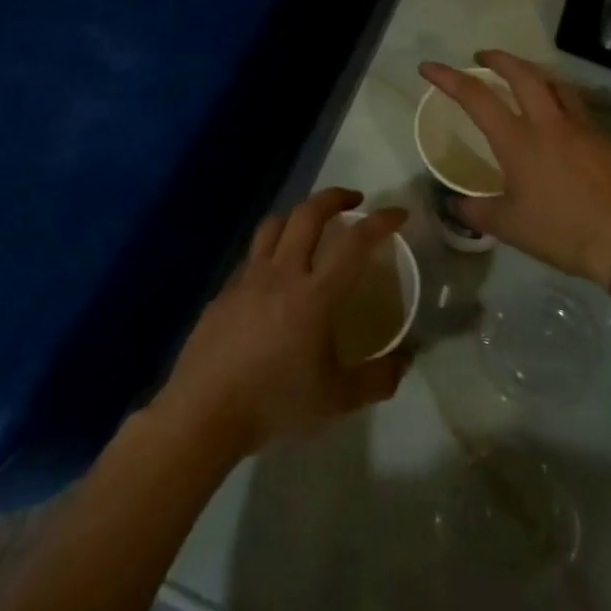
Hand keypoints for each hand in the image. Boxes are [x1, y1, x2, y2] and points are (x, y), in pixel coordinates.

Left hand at [156, 188, 409, 457]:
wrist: (204, 412)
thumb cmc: (275, 403)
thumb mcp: (337, 399)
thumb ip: (378, 379)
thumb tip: (406, 360)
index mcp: (314, 294)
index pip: (354, 243)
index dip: (380, 222)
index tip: (398, 213)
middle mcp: (281, 274)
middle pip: (307, 214)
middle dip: (334, 198)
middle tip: (354, 202)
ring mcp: (248, 278)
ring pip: (273, 225)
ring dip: (298, 214)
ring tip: (312, 225)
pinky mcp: (224, 291)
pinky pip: (252, 255)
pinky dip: (271, 249)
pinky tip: (275, 273)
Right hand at [420, 51, 610, 287]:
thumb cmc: (561, 231)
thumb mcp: (508, 226)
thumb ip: (476, 211)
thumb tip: (453, 205)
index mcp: (518, 140)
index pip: (476, 97)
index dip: (448, 78)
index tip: (429, 67)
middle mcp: (549, 123)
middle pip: (522, 73)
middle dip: (498, 58)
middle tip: (483, 56)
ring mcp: (583, 126)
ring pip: (556, 83)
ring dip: (534, 73)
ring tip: (524, 78)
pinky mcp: (607, 138)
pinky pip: (579, 107)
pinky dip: (561, 101)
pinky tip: (561, 120)